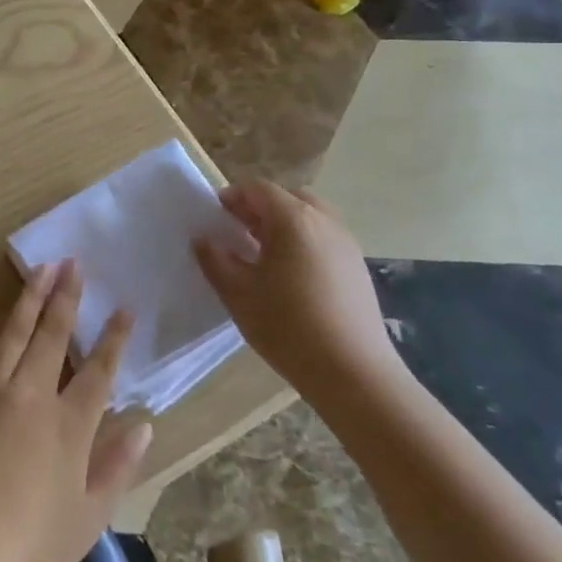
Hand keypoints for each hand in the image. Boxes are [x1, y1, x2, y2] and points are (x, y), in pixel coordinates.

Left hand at [0, 261, 152, 561]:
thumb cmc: (31, 551)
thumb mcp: (90, 518)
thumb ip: (118, 466)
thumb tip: (145, 424)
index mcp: (69, 426)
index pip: (99, 371)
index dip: (114, 337)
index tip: (124, 306)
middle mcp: (31, 396)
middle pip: (54, 337)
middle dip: (67, 297)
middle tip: (75, 263)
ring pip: (13, 334)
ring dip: (28, 298)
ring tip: (41, 267)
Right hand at [192, 181, 402, 400]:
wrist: (354, 373)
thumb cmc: (288, 327)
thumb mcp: (238, 293)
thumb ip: (215, 259)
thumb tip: (204, 239)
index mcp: (293, 219)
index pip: (258, 189)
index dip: (232, 197)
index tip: (214, 219)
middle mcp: (324, 221)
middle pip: (287, 197)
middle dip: (259, 209)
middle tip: (237, 233)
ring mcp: (346, 244)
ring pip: (309, 217)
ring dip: (282, 225)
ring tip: (261, 255)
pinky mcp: (357, 267)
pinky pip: (324, 238)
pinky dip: (303, 242)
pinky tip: (290, 277)